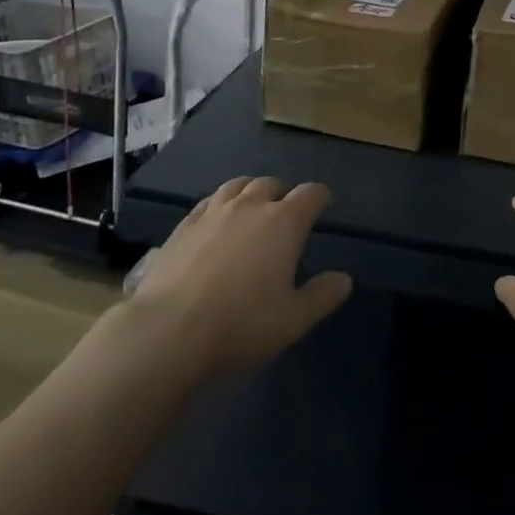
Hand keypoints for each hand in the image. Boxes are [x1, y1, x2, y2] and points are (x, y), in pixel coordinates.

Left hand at [127, 176, 352, 377]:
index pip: (310, 194)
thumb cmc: (241, 324)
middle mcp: (251, 206)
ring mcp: (214, 212)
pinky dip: (219, 203)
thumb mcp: (293, 320)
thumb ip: (322, 296)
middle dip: (284, 194)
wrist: (169, 330)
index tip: (324, 204)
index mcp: (284, 222)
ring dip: (251, 191)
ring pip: (238, 185)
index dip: (320, 196)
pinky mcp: (184, 225)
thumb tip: (345, 278)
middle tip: (286, 214)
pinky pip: (207, 201)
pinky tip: (216, 218)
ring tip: (252, 206)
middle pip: (272, 184)